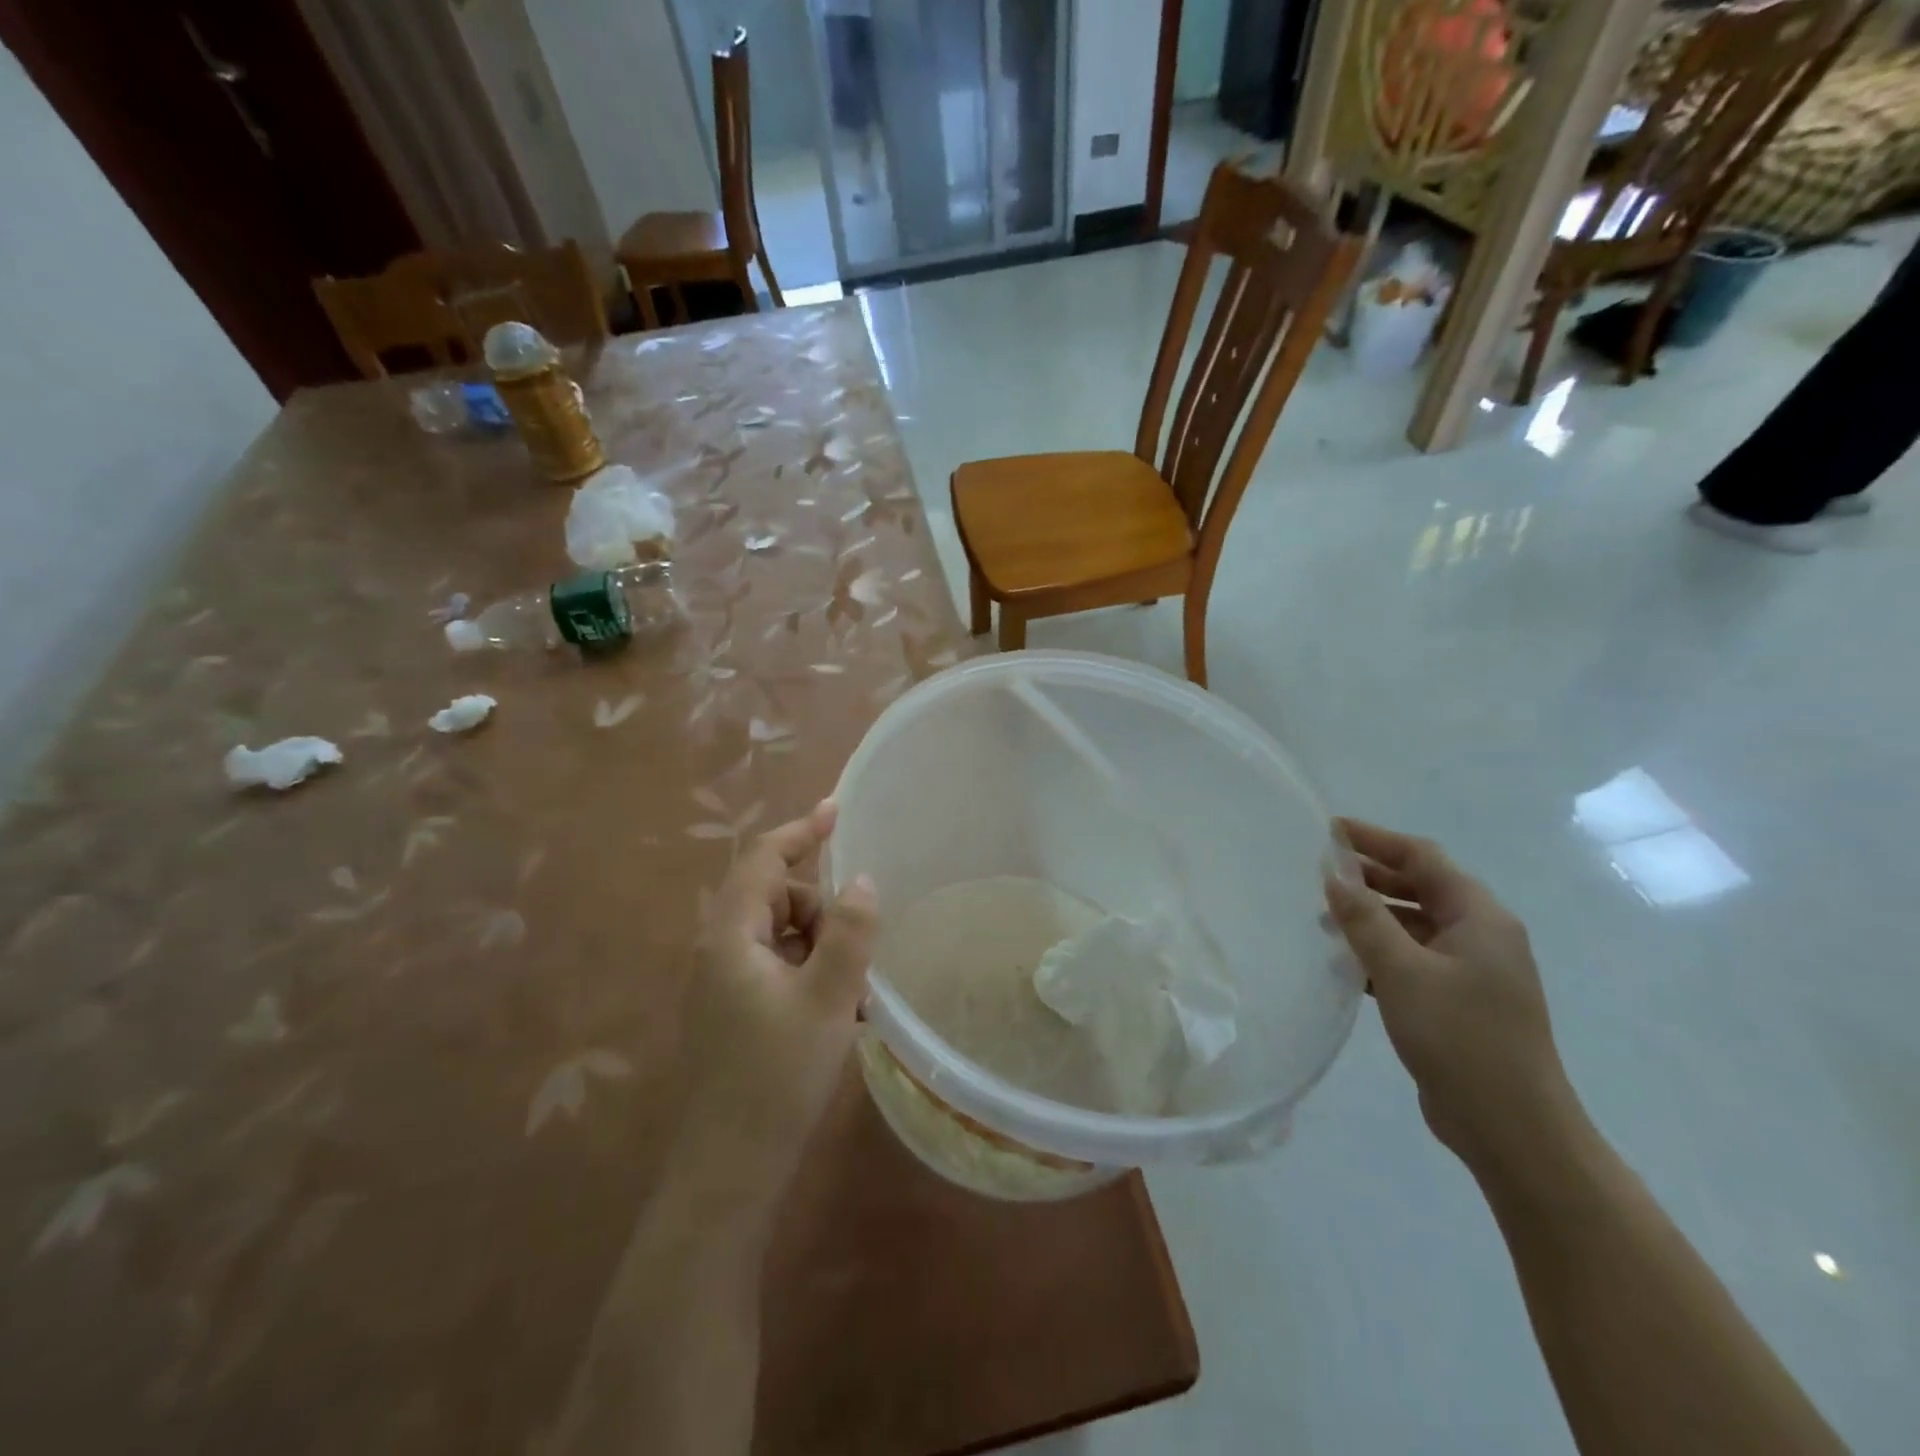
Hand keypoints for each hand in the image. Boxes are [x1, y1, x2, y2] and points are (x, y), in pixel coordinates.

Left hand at [671, 800, 878, 1219]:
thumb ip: (849, 933)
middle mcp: (719, 950)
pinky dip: (812, 974)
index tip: (838, 810)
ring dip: (822, 948)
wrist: (730, 1170)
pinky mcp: (735, 1010)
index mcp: (730, 936)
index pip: (763, 860)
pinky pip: (779, 968)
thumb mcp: (828, 999)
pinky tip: (841, 1012)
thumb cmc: (777, 1076)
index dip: (801, 831)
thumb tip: (861, 880)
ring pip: (782, 935)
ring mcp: (724, 982)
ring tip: (855, 993)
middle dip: (822, 911)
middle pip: (777, 897)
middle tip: (860, 952)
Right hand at [1324, 818, 1579, 1178]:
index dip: (1376, 839)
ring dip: (1372, 916)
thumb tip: (1334, 874)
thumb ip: (1365, 919)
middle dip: (1371, 877)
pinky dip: (1380, 951)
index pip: (1423, 858)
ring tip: (1322, 918)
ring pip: (1414, 925)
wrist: (1513, 1131)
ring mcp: (1473, 971)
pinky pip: (1413, 959)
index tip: (1329, 831)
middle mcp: (1481, 936)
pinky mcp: (1459, 1002)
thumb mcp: (1404, 972)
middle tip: (1318, 872)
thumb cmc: (1461, 1040)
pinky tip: (1346, 963)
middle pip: (1420, 887)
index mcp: (1480, 918)